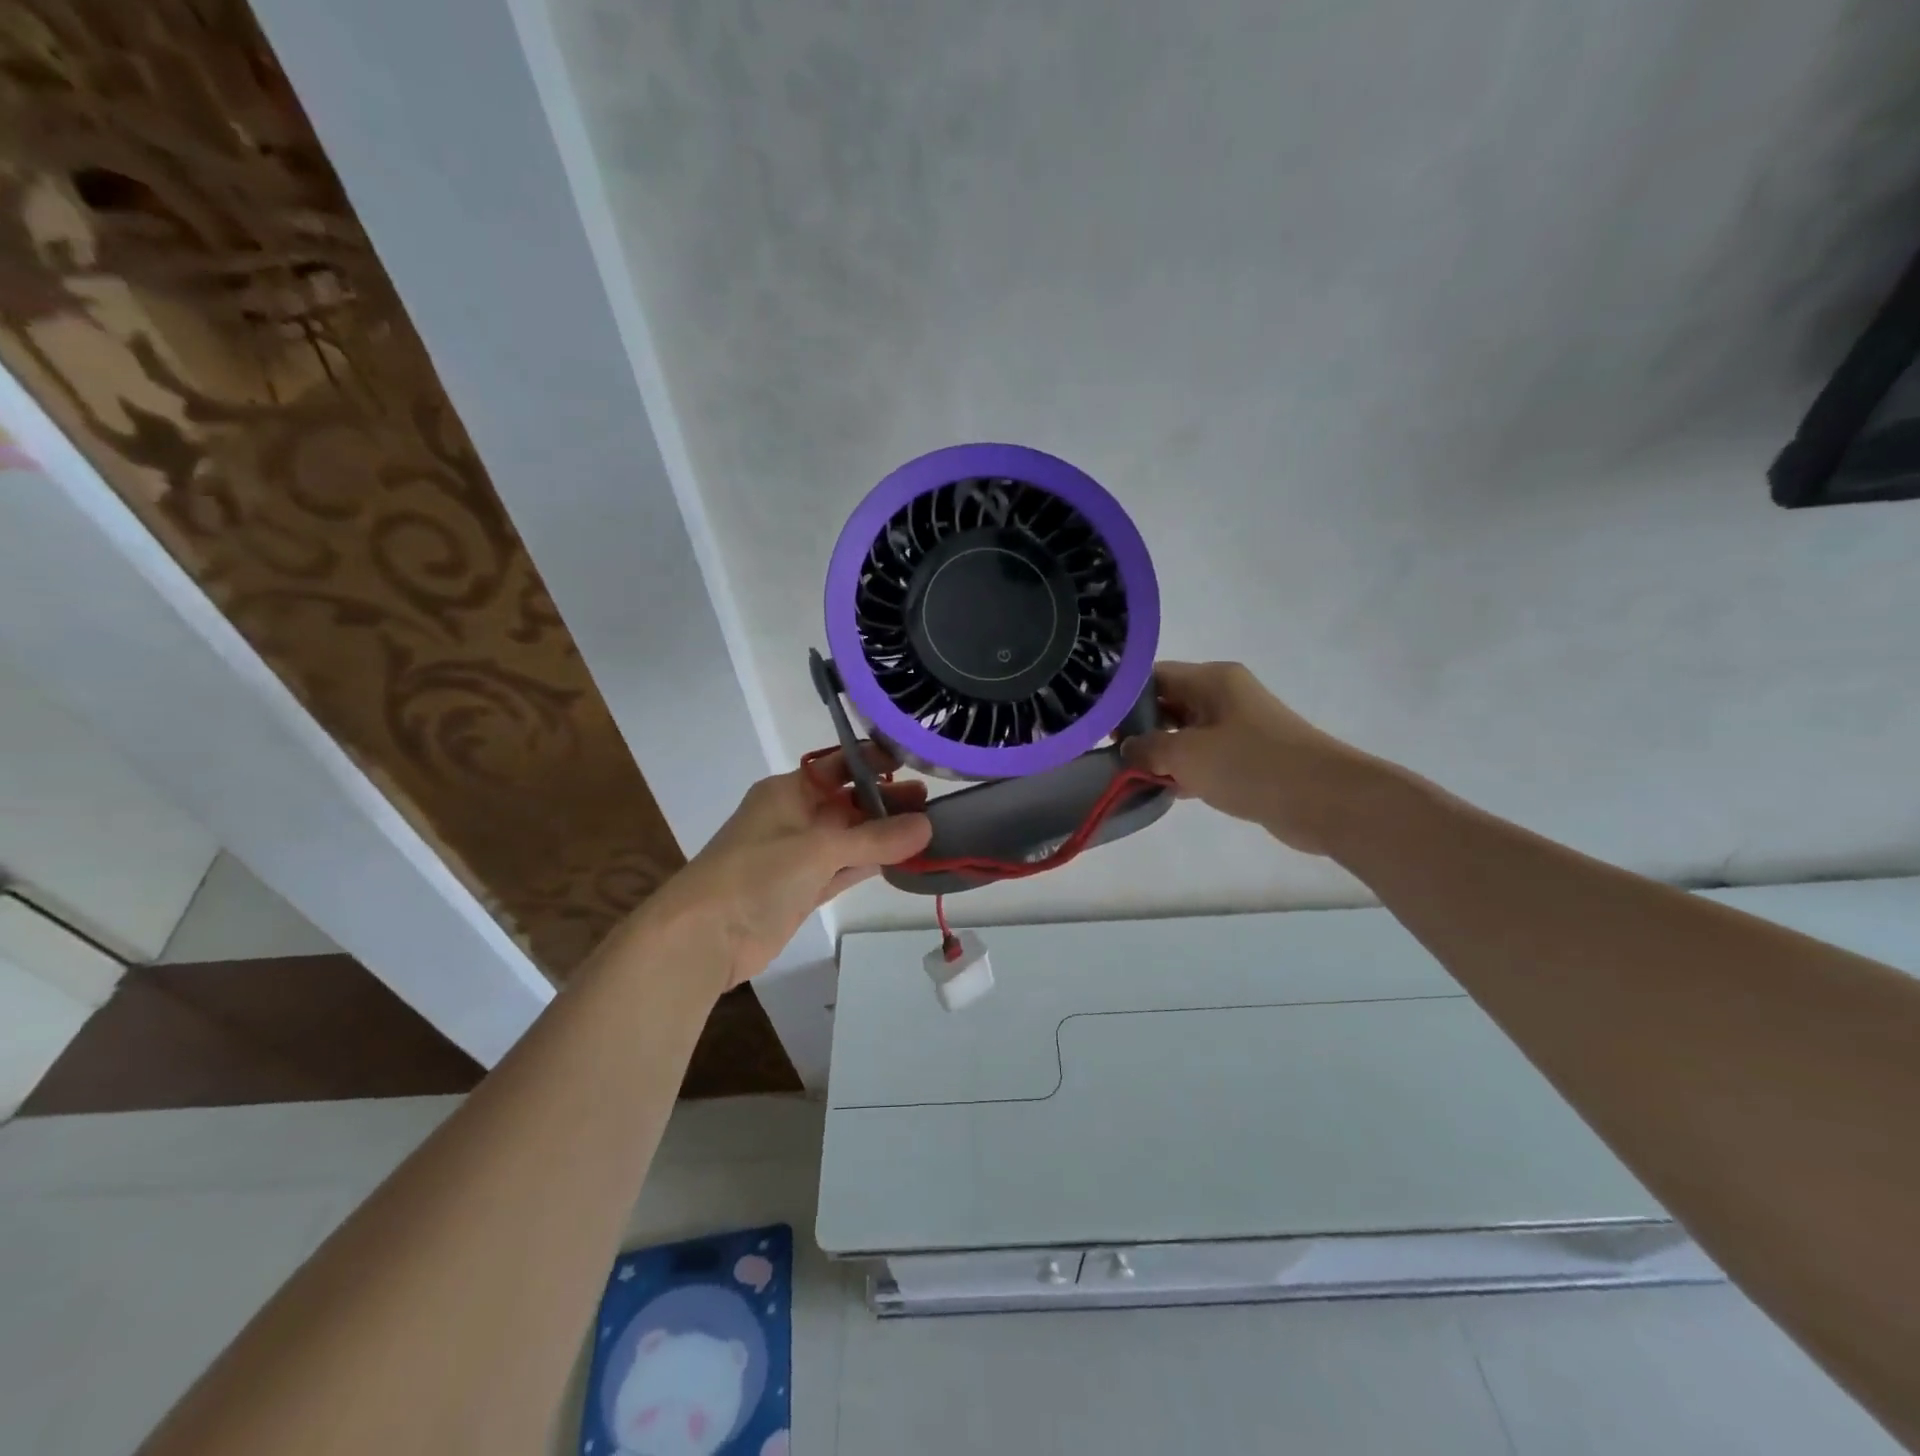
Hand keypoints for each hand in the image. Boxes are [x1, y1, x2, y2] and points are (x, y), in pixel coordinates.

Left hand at [644, 748, 931, 990]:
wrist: (704, 937)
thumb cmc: (756, 875)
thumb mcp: (819, 849)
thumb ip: (875, 839)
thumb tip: (927, 826)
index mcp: (789, 790)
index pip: (838, 764)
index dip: (874, 761)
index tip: (914, 761)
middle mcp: (795, 816)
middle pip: (848, 801)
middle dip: (885, 799)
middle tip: (931, 801)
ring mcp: (799, 855)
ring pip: (850, 837)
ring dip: (883, 833)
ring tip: (929, 826)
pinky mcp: (803, 889)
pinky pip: (845, 868)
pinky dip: (870, 863)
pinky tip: (902, 859)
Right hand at [1122, 661, 1380, 856]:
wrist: (1324, 800)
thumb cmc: (1251, 765)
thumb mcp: (1186, 754)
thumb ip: (1148, 748)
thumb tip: (1128, 749)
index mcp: (1212, 680)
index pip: (1154, 676)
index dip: (1123, 698)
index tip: (1098, 725)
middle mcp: (1224, 696)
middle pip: (1168, 703)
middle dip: (1139, 729)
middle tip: (1107, 754)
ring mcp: (1238, 728)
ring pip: (1185, 733)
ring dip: (1160, 754)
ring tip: (1128, 775)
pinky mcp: (1247, 758)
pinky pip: (1203, 758)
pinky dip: (1183, 771)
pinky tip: (1162, 792)